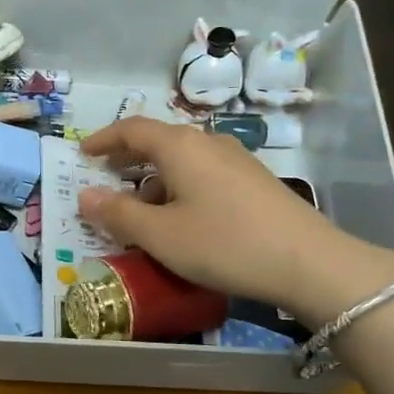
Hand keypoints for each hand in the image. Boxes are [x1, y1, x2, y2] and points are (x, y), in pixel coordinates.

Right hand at [76, 118, 393, 323]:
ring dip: (155, 179)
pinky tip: (182, 220)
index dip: (104, 139)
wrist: (310, 263)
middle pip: (159, 142)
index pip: (132, 129)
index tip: (82, 153)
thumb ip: (118, 214)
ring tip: (139, 209)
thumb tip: (85, 196)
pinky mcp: (255, 183)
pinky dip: (180, 189)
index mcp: (180, 146)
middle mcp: (208, 143)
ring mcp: (237, 162)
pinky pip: (204, 176)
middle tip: (105, 177)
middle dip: (128, 159)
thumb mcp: (160, 235)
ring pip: (183, 161)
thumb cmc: (224, 243)